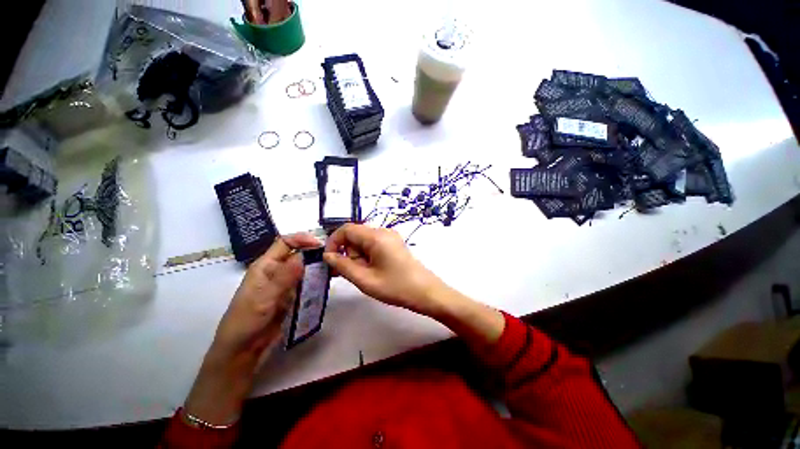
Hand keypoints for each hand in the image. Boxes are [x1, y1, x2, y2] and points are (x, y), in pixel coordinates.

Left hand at [184, 233, 319, 425]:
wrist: (243, 351)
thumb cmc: (246, 321)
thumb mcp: (264, 298)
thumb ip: (284, 276)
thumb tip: (304, 255)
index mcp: (266, 266)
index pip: (285, 243)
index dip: (302, 239)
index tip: (320, 245)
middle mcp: (277, 271)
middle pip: (299, 254)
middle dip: (315, 253)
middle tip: (333, 257)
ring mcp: (286, 284)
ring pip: (305, 268)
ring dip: (319, 266)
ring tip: (335, 269)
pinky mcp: (292, 296)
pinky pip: (308, 283)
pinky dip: (318, 280)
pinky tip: (329, 281)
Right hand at [324, 224, 504, 346]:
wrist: (426, 292)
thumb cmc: (396, 287)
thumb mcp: (365, 279)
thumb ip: (343, 266)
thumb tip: (327, 255)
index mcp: (376, 236)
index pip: (346, 229)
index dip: (333, 242)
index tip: (330, 260)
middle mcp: (383, 231)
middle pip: (355, 235)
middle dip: (347, 252)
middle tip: (347, 273)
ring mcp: (391, 237)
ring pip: (363, 241)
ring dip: (357, 256)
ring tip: (362, 275)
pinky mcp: (394, 244)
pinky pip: (374, 245)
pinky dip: (366, 256)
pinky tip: (371, 271)